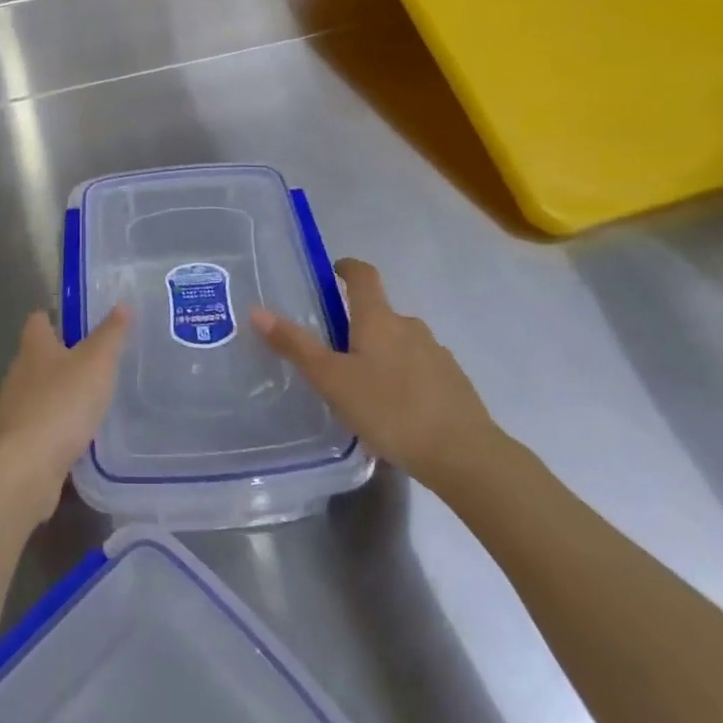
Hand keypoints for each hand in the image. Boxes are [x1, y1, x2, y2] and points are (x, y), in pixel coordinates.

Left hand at [0, 305, 129, 523]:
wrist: (22, 470)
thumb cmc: (60, 404)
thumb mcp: (95, 363)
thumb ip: (110, 335)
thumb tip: (122, 304)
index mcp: (33, 348)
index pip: (38, 320)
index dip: (56, 316)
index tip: (80, 320)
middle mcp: (18, 375)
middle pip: (39, 358)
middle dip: (64, 358)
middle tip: (99, 360)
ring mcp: (14, 412)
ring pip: (40, 394)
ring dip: (62, 396)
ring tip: (95, 399)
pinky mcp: (17, 446)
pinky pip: (42, 429)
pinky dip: (59, 430)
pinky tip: (81, 438)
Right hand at [250, 258, 497, 485]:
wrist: (463, 454)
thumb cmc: (390, 409)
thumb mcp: (332, 380)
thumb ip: (296, 346)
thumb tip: (258, 310)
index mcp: (379, 319)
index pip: (363, 276)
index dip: (347, 268)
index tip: (333, 271)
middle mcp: (410, 327)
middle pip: (380, 313)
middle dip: (358, 324)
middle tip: (333, 349)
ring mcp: (436, 354)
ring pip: (400, 343)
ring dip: (381, 354)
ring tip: (361, 386)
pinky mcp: (453, 383)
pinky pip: (419, 369)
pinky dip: (402, 378)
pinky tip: (393, 410)